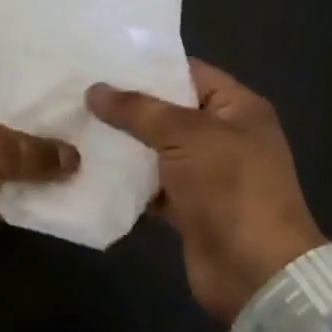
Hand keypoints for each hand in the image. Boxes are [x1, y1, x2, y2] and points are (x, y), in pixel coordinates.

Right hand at [87, 60, 324, 324]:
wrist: (255, 272)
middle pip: (169, 111)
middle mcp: (224, 136)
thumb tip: (94, 90)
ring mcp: (207, 174)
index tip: (103, 59)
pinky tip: (90, 167)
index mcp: (238, 108)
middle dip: (128, 105)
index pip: (189, 72)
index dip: (149, 65)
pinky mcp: (189, 207)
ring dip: (123, 143)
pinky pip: (153, 184)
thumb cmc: (230, 187)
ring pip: (157, 148)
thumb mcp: (185, 135)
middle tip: (80, 91)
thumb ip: (138, 110)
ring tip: (76, 123)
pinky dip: (128, 179)